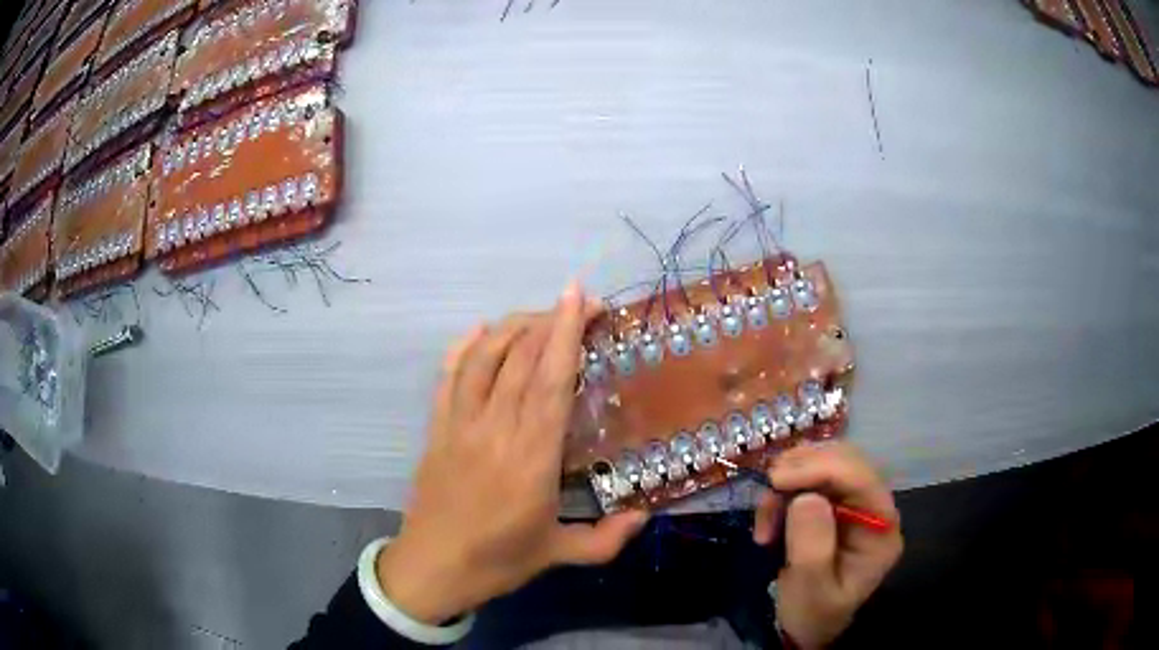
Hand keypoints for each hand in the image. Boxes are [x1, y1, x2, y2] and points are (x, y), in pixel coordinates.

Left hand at [376, 283, 648, 623]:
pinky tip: (481, 330)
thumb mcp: (559, 554)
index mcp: (531, 458)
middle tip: (575, 301)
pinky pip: (448, 375)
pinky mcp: (436, 428)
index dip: (565, 334)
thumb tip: (646, 515)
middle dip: (549, 320)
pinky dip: (464, 346)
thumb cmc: (497, 561)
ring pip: (484, 358)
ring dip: (511, 327)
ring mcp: (459, 425)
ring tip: (538, 315)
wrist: (432, 568)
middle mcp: (495, 430)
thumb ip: (607, 538)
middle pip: (520, 359)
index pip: (551, 382)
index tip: (580, 299)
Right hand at [752, 443, 902, 648]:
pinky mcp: (832, 504)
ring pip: (824, 464)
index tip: (776, 479)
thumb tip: (807, 497)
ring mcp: (853, 503)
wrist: (806, 626)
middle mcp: (873, 507)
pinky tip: (769, 517)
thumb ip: (812, 548)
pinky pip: (808, 478)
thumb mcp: (810, 590)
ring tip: (765, 516)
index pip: (861, 479)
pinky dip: (783, 491)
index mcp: (881, 529)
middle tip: (767, 491)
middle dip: (803, 470)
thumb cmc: (812, 613)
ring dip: (789, 481)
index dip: (821, 468)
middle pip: (845, 461)